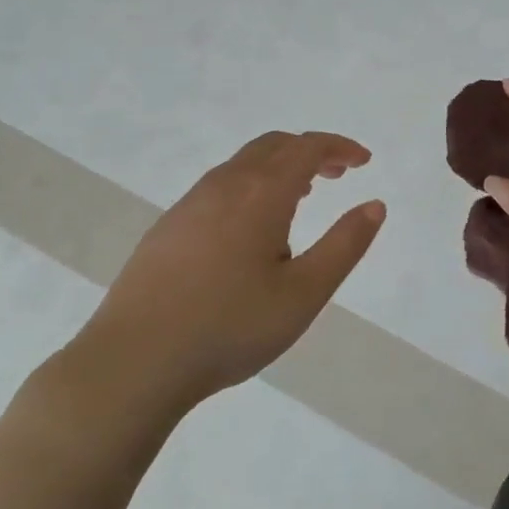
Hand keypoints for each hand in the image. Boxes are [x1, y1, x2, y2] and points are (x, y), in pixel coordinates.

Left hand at [60, 132, 385, 440]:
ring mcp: (190, 204)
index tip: (363, 161)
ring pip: (243, 164)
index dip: (339, 147)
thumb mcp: (304, 294)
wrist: (133, 363)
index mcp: (261, 194)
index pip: (307, 147)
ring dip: (279, 167)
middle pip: (274, 145)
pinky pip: (220, 186)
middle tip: (338, 174)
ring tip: (302, 197)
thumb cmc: (229, 327)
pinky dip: (251, 184)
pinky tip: (252, 228)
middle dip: (310, 151)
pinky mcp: (168, 227)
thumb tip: (375, 205)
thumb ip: (344, 245)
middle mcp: (224, 185)